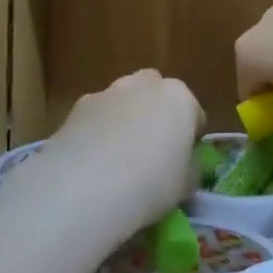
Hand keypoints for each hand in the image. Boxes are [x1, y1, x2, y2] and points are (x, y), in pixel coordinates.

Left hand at [41, 70, 202, 223]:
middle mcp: (145, 86)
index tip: (184, 159)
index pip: (194, 114)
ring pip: (124, 99)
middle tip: (152, 148)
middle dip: (156, 112)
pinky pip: (97, 115)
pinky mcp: (78, 106)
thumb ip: (189, 168)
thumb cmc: (151, 184)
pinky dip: (98, 128)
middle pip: (156, 92)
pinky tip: (92, 159)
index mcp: (179, 99)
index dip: (190, 136)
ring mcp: (109, 92)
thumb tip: (184, 165)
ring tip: (118, 155)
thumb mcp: (185, 185)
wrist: (87, 186)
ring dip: (125, 117)